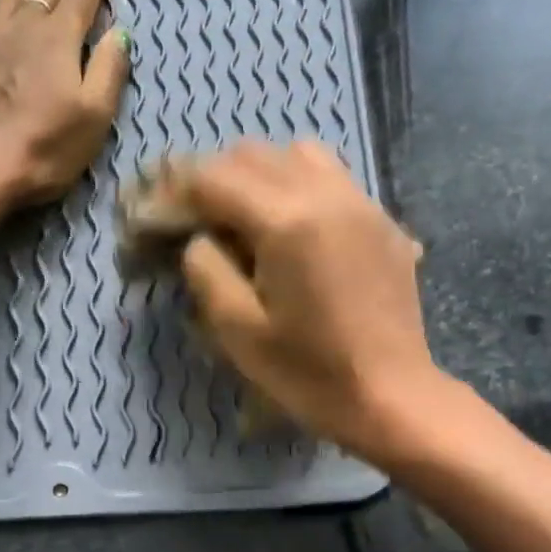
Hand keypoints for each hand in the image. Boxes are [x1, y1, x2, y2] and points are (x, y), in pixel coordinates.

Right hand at [178, 141, 454, 461]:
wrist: (389, 396)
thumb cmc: (308, 373)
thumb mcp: (238, 331)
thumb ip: (206, 270)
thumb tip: (200, 239)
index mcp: (287, 221)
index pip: (214, 178)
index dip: (178, 193)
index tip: (161, 218)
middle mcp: (327, 194)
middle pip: (254, 155)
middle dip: (215, 180)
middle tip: (198, 223)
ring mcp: (362, 203)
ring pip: (299, 154)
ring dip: (262, 175)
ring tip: (249, 220)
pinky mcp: (383, 222)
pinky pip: (334, 179)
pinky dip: (301, 188)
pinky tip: (296, 232)